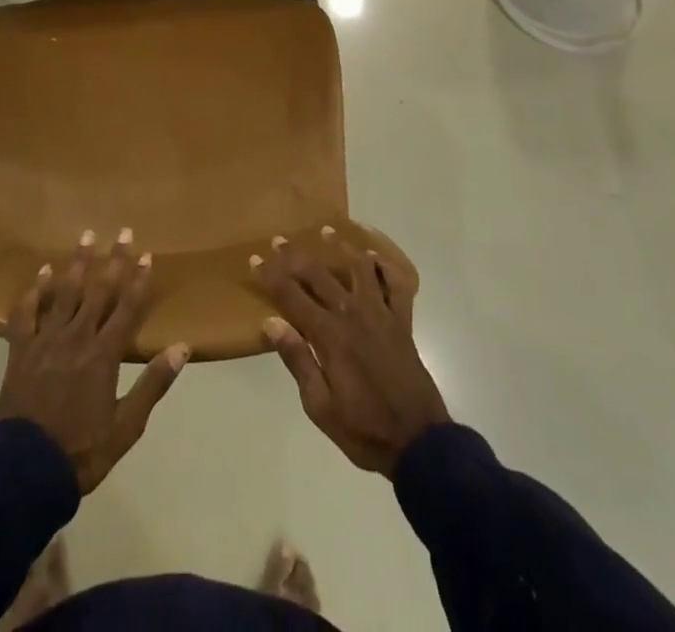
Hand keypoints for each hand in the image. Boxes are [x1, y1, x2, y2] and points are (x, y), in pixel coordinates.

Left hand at [0, 229, 188, 494]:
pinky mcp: (21, 350)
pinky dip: (34, 291)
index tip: (146, 254)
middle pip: (99, 291)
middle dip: (113, 260)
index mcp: (104, 355)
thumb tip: (182, 348)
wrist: (25, 469)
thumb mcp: (126, 426)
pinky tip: (41, 273)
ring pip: (64, 293)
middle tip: (122, 231)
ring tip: (85, 236)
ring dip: (77, 263)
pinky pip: (27, 314)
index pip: (126, 308)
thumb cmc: (81, 451)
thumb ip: (153, 384)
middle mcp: (77, 338)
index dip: (137, 280)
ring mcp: (46, 341)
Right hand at [254, 228, 448, 475]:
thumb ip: (297, 360)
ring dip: (340, 247)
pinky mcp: (402, 322)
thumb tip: (271, 322)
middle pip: (318, 275)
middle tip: (279, 239)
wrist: (419, 442)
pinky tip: (374, 258)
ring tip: (326, 231)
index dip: (271, 276)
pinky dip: (385, 268)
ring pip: (358, 268)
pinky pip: (395, 286)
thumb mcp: (320, 407)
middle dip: (295, 255)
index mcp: (329, 335)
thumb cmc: (364, 430)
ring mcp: (380, 314)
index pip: (292, 296)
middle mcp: (352, 314)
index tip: (255, 259)